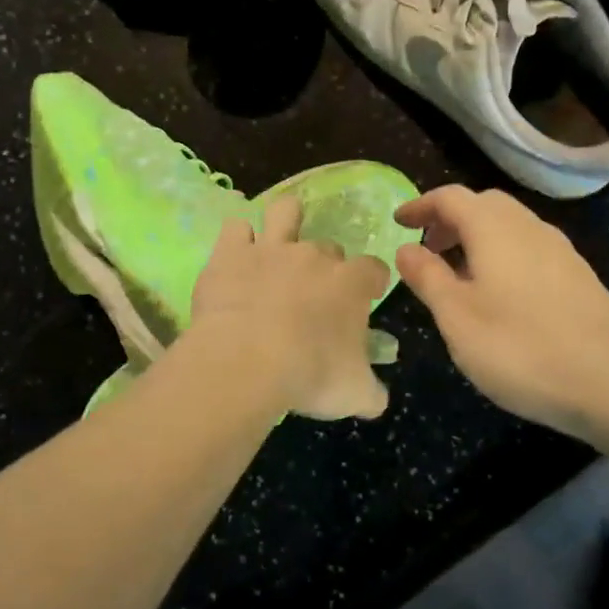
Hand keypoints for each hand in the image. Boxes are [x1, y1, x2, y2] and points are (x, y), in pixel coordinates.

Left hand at [189, 196, 392, 420]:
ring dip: (285, 219)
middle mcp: (314, 256)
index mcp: (351, 284)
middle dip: (325, 264)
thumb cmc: (310, 375)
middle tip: (313, 293)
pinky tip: (236, 255)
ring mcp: (271, 249)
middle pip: (328, 247)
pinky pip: (235, 228)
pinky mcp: (231, 252)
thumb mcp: (355, 394)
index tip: (368, 296)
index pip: (373, 269)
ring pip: (285, 211)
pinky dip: (237, 239)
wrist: (247, 361)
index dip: (372, 281)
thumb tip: (377, 398)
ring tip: (280, 236)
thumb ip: (371, 392)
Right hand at [394, 186, 608, 443]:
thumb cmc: (519, 348)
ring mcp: (561, 250)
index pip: (451, 197)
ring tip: (460, 274)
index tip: (399, 222)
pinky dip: (504, 253)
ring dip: (478, 236)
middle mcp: (529, 227)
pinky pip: (531, 247)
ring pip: (511, 225)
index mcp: (494, 229)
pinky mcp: (579, 276)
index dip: (421, 205)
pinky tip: (501, 294)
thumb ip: (427, 277)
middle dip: (451, 218)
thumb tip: (406, 249)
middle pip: (484, 204)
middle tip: (429, 248)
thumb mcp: (456, 317)